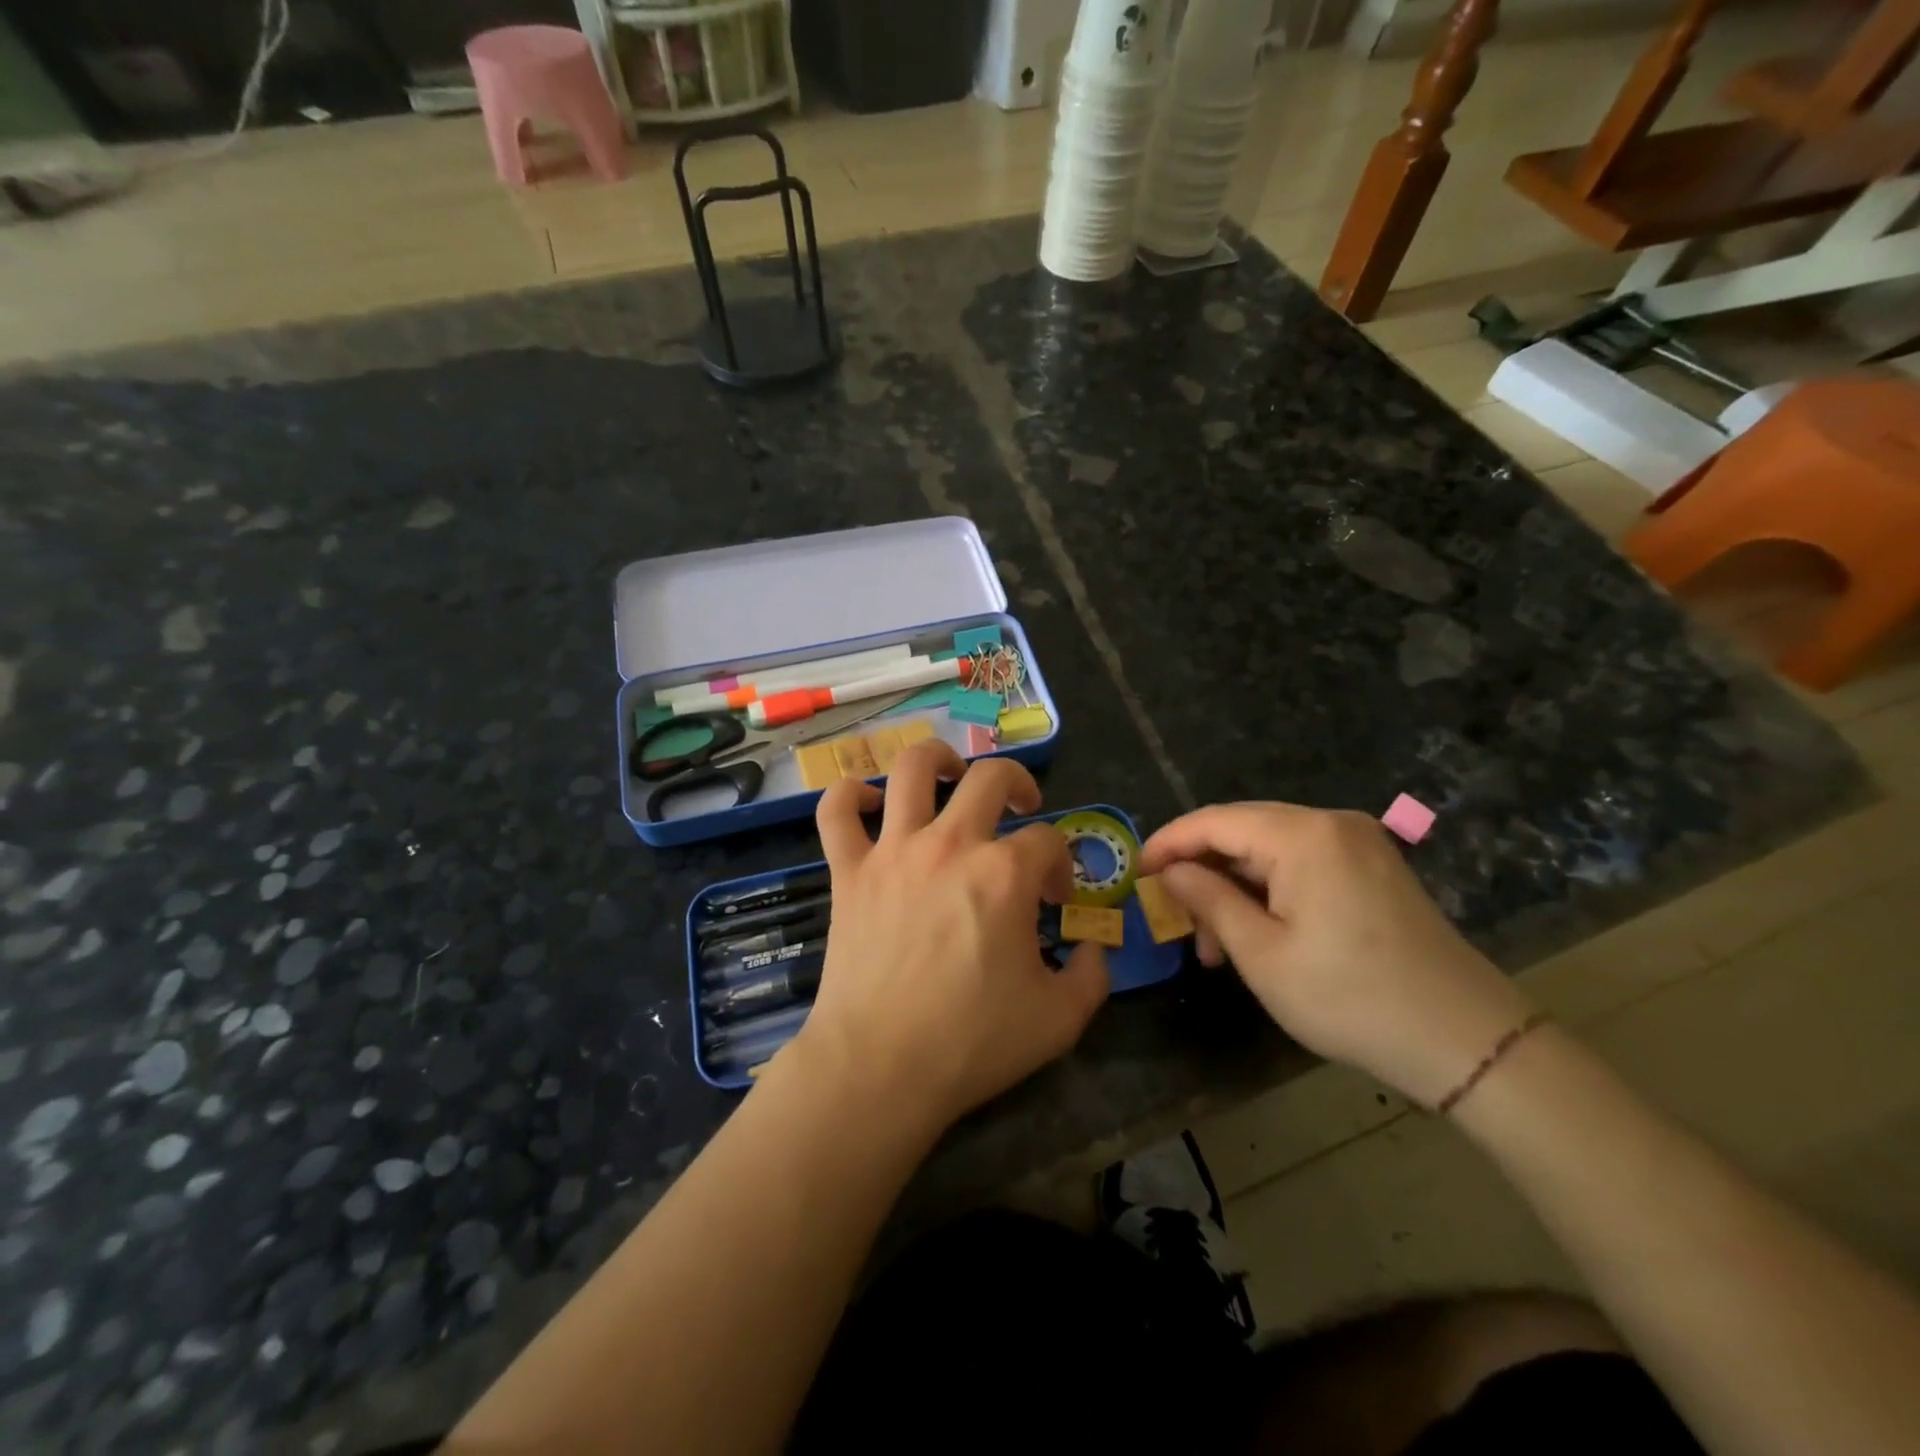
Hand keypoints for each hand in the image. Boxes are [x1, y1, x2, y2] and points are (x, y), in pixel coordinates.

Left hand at [792, 741, 1109, 1133]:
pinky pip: (836, 811)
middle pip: (990, 777)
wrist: (880, 1066)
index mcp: (1004, 873)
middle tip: (1022, 809)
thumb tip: (1096, 950)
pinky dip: (848, 795)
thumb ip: (1093, 976)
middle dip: (1018, 784)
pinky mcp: (849, 870)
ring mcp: (893, 851)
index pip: (1048, 841)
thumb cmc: (972, 1042)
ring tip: (950, 774)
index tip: (1055, 899)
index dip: (1061, 865)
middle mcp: (950, 844)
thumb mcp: (1059, 1019)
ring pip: (912, 769)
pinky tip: (869, 804)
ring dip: (937, 759)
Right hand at [1140, 803, 1532, 1108]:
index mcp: (1303, 835)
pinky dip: (1268, 892)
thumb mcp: (1262, 955)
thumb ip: (1208, 900)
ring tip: (1214, 946)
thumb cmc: (1351, 999)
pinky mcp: (1374, 868)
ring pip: (1270, 850)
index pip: (1214, 822)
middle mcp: (1332, 824)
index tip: (1134, 874)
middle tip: (1174, 920)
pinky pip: (1302, 864)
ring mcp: (1359, 844)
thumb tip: (1169, 872)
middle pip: (1242, 831)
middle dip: (1201, 872)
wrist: (1468, 1041)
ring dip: (1233, 888)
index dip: (1168, 843)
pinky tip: (1256, 932)